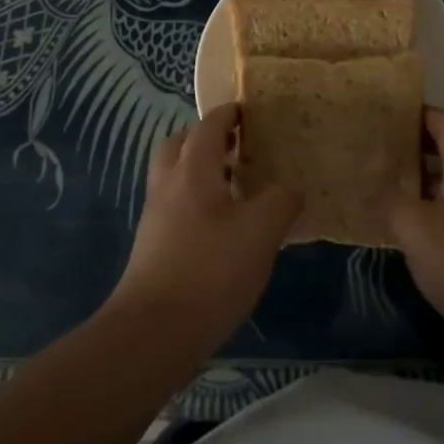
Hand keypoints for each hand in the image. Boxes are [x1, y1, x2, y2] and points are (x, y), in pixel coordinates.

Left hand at [108, 103, 301, 351]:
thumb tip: (291, 187)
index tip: (250, 111)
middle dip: (207, 140)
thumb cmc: (211, 270)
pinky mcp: (153, 246)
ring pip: (175, 177)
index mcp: (193, 169)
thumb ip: (281, 200)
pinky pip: (175, 206)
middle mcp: (168, 184)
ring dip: (201, 172)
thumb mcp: (261, 232)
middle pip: (181, 144)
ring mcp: (156, 216)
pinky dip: (196, 202)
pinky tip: (223, 228)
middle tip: (239, 149)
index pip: (209, 125)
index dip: (229, 114)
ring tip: (238, 189)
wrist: (153, 332)